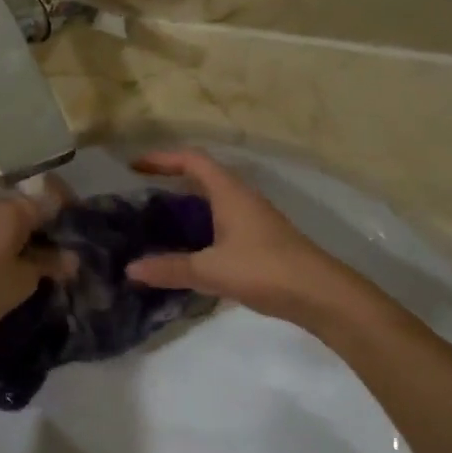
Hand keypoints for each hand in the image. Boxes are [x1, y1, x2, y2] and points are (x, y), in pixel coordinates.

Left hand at [0, 190, 67, 343]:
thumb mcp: (22, 281)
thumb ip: (49, 264)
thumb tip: (72, 257)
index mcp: (13, 208)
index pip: (53, 197)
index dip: (72, 214)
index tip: (83, 237)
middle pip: (31, 207)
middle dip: (50, 229)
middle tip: (66, 256)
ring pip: (11, 220)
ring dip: (28, 237)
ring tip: (42, 265)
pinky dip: (8, 242)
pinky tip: (14, 265)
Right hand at [124, 150, 362, 324]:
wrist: (321, 294)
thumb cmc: (264, 270)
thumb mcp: (211, 270)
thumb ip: (170, 268)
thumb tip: (130, 268)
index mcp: (229, 192)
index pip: (193, 160)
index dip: (163, 158)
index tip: (135, 166)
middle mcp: (242, 197)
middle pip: (203, 175)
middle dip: (172, 178)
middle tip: (141, 192)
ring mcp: (255, 218)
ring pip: (215, 198)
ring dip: (188, 202)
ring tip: (159, 218)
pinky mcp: (261, 239)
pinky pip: (223, 219)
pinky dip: (202, 224)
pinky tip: (190, 247)